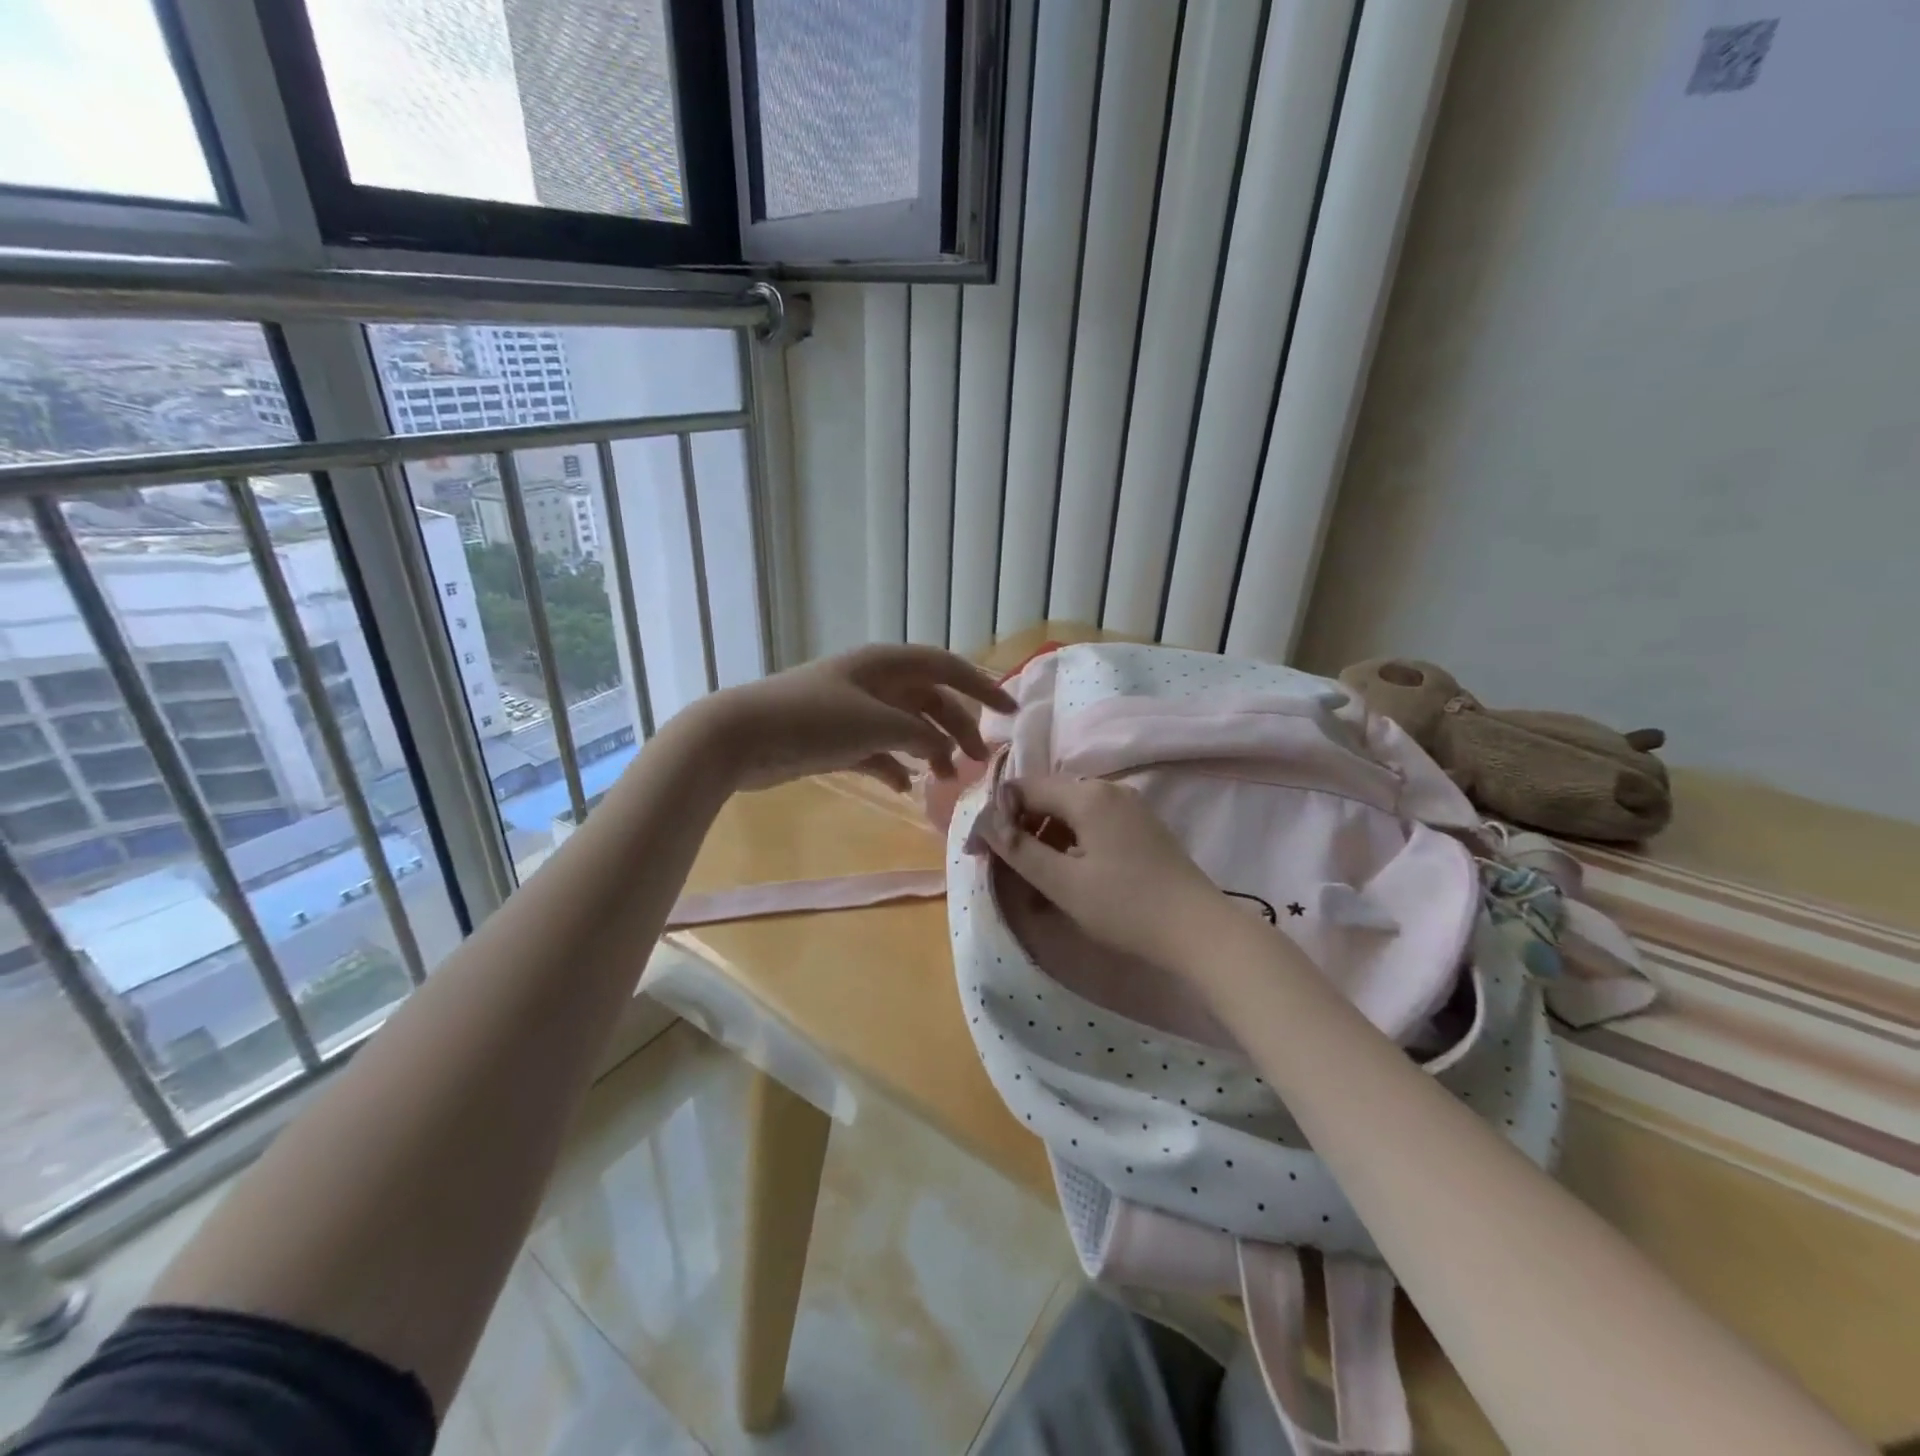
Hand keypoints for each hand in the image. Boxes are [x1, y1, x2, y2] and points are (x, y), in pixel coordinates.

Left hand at [695, 644, 1015, 791]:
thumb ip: (920, 736)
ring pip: (905, 727)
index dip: (982, 687)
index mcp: (886, 664)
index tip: (1010, 713)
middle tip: (977, 762)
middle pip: (930, 701)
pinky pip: (877, 750)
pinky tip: (902, 788)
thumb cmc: (813, 720)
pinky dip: (893, 766)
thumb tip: (942, 750)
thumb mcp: (876, 724)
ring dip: (928, 750)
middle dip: (957, 728)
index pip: (947, 667)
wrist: (741, 736)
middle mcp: (873, 682)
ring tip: (943, 779)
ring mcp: (853, 710)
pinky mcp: (835, 738)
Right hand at [973, 775, 1229, 974]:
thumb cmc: (1126, 907)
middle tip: (1000, 865)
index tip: (977, 852)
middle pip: (1047, 796)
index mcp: (1088, 796)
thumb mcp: (1064, 883)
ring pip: (1069, 811)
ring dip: (1043, 837)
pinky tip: (1064, 875)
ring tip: (1030, 878)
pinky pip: (1092, 823)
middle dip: (1018, 827)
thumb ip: (1020, 849)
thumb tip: (986, 824)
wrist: (1200, 932)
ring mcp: (1129, 807)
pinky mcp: (1141, 827)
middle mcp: (1108, 790)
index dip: (995, 817)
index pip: (1024, 789)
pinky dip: (1069, 843)